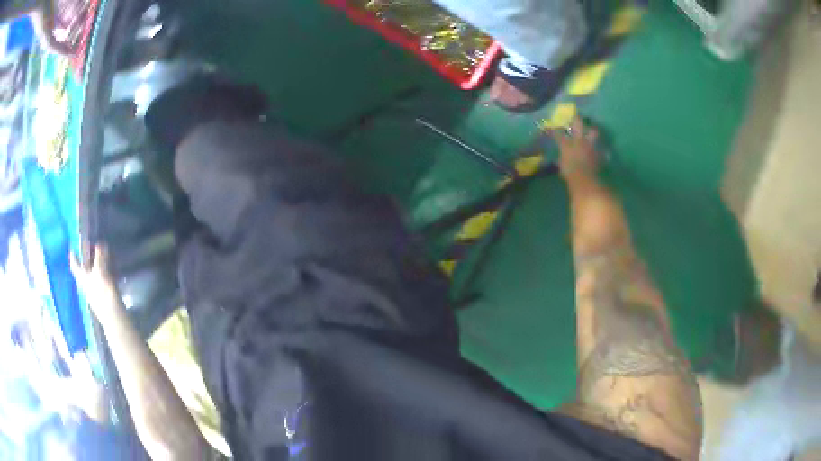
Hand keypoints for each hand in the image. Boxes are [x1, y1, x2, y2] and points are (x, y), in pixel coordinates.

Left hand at [70, 244, 122, 322]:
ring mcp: (92, 290)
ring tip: (100, 255)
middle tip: (90, 246)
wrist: (112, 315)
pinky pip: (98, 279)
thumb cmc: (102, 291)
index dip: (73, 254)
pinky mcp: (101, 294)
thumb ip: (99, 256)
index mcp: (81, 276)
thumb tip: (100, 243)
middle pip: (82, 268)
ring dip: (94, 264)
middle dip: (85, 257)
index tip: (73, 245)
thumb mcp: (100, 270)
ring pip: (90, 273)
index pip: (74, 263)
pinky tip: (107, 268)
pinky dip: (101, 271)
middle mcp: (84, 283)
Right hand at [551, 116, 600, 177]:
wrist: (585, 179)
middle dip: (577, 119)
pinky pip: (602, 151)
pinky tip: (604, 152)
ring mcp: (590, 146)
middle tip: (577, 116)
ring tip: (593, 130)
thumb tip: (561, 158)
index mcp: (567, 144)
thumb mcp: (562, 166)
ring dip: (593, 131)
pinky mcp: (599, 153)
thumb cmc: (569, 173)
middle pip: (578, 124)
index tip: (550, 128)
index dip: (554, 130)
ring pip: (593, 132)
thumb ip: (562, 159)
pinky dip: (603, 152)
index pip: (558, 134)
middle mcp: (579, 141)